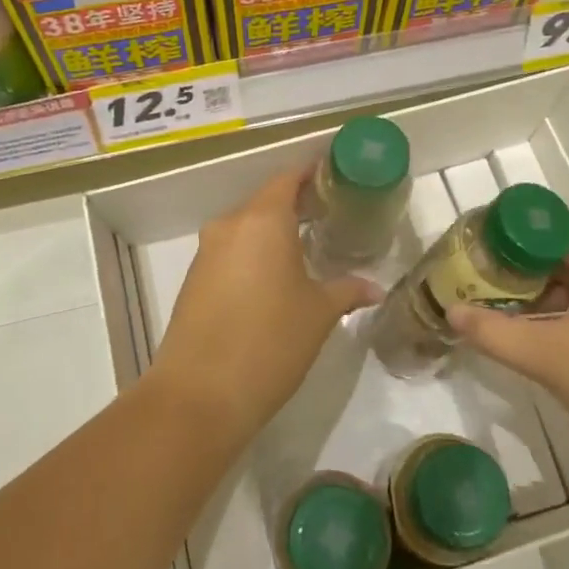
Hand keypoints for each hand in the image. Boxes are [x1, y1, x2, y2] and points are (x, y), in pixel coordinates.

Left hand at [150, 168, 380, 446]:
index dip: (311, 174)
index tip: (334, 177)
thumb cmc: (270, 342)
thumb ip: (347, 290)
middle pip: (265, 202)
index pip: (288, 179)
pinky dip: (252, 256)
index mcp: (262, 220)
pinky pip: (230, 253)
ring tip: (305, 249)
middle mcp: (230, 226)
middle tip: (329, 216)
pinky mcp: (193, 280)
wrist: (199, 395)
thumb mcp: (319, 314)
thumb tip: (374, 287)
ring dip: (272, 233)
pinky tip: (273, 280)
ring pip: (245, 229)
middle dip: (295, 206)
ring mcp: (206, 253)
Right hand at [447, 225, 568, 479]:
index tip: (472, 262)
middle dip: (518, 275)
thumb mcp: (550, 358)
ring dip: (542, 299)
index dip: (504, 243)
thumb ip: (494, 332)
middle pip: (559, 254)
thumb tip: (451, 311)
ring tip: (502, 318)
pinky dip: (567, 315)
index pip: (544, 230)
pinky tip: (543, 340)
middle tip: (480, 294)